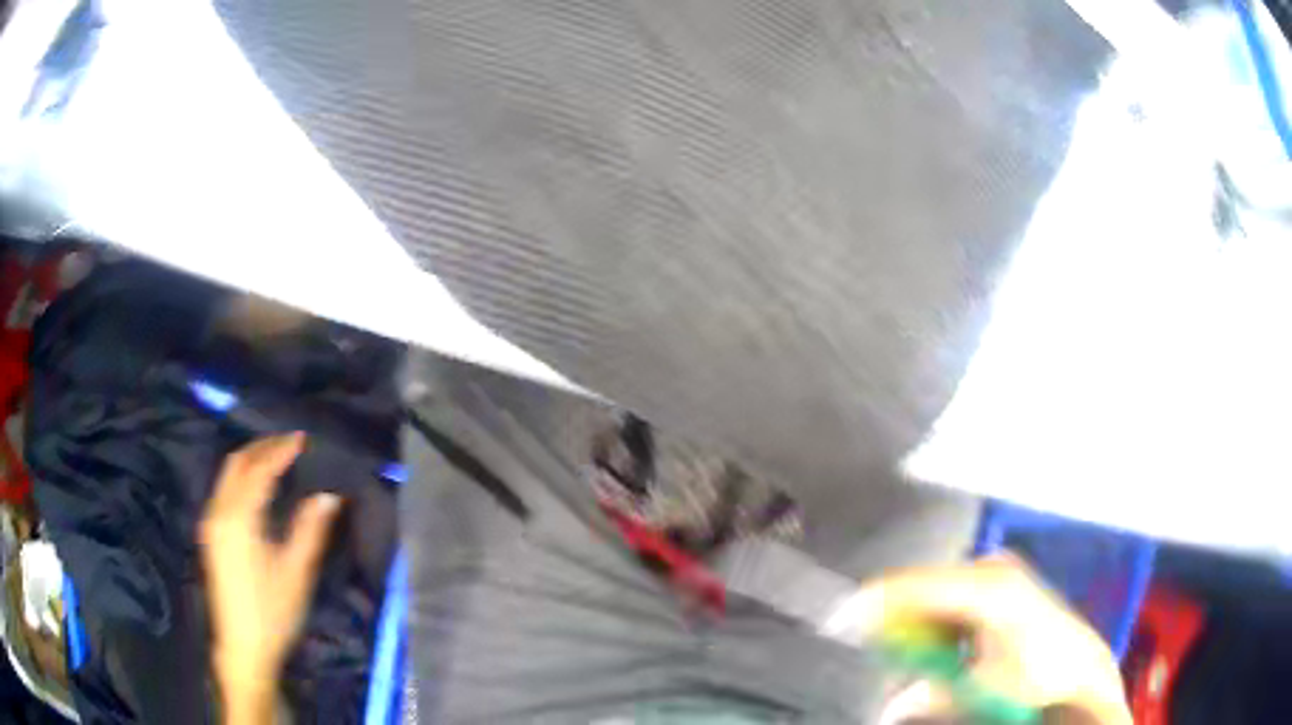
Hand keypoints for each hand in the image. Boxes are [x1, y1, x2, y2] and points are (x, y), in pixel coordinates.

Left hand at [199, 433, 341, 721]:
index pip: (259, 470)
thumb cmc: (272, 612)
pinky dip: (242, 477)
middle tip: (290, 442)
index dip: (280, 451)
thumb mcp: (296, 573)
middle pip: (236, 463)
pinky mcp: (211, 535)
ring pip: (227, 475)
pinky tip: (259, 487)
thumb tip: (328, 495)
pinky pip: (224, 490)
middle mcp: (218, 512)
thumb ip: (309, 529)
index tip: (303, 439)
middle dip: (262, 447)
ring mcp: (211, 523)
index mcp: (238, 518)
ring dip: (251, 460)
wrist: (242, 647)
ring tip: (278, 458)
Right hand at [824, 556, 1130, 724]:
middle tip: (878, 649)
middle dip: (898, 620)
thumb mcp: (978, 689)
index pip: (917, 587)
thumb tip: (889, 699)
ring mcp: (1000, 569)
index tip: (841, 618)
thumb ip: (928, 690)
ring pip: (939, 592)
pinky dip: (942, 620)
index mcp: (988, 588)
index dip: (876, 602)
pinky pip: (955, 595)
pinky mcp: (1004, 578)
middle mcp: (993, 567)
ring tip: (922, 658)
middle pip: (926, 586)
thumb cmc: (1033, 677)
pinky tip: (948, 645)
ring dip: (921, 624)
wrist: (1080, 669)